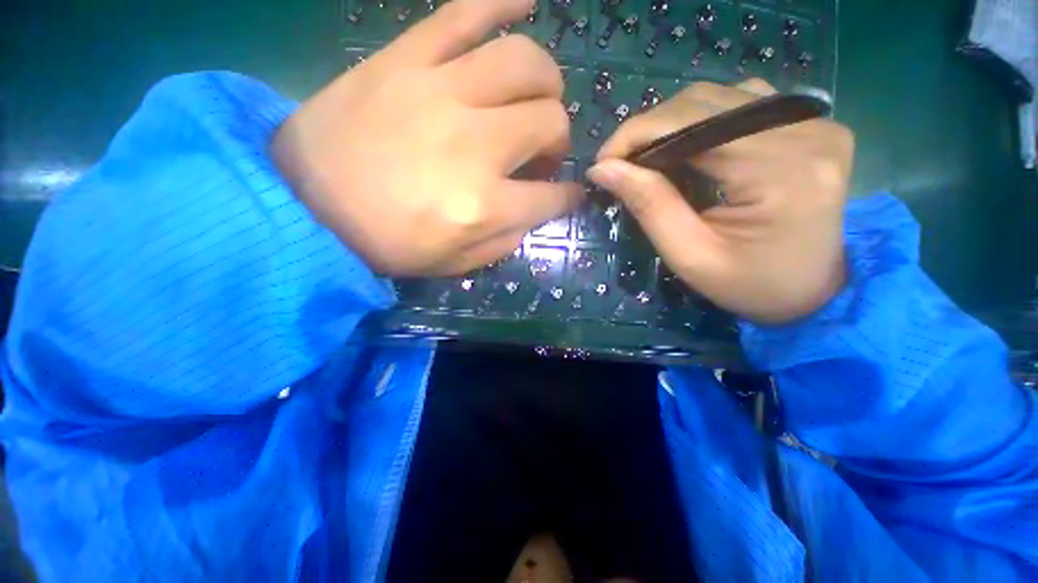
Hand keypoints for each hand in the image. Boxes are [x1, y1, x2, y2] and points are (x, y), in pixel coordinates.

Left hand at [272, 0, 581, 276]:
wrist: (306, 207)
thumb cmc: (387, 244)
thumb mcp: (457, 263)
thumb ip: (507, 240)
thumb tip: (536, 209)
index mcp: (483, 207)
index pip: (552, 196)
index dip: (568, 197)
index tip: (568, 195)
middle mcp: (473, 146)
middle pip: (550, 122)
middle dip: (558, 141)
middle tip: (540, 152)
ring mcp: (439, 93)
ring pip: (525, 62)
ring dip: (545, 83)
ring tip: (535, 98)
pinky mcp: (405, 60)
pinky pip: (464, 12)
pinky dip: (501, 1)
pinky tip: (524, 3)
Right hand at [588, 80, 853, 324]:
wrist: (813, 289)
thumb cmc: (749, 284)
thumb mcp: (690, 255)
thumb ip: (649, 206)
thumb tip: (603, 169)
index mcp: (779, 172)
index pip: (692, 124)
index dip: (636, 134)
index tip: (602, 162)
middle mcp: (805, 131)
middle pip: (705, 103)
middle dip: (648, 129)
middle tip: (618, 163)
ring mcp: (813, 122)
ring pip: (720, 96)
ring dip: (671, 123)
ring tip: (647, 157)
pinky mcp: (811, 123)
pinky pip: (742, 102)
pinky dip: (701, 120)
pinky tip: (687, 145)